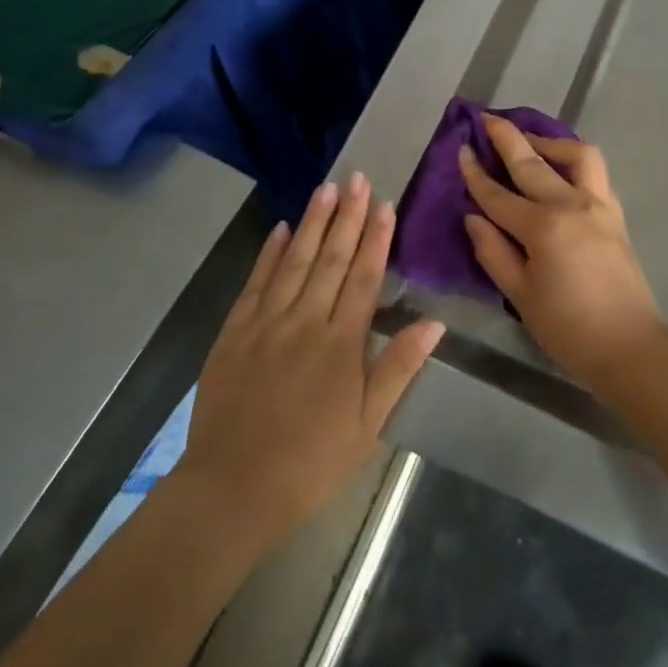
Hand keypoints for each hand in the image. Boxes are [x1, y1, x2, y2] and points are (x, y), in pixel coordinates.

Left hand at [177, 174, 442, 548]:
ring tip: (327, 188)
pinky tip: (281, 229)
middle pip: (331, 259)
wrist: (233, 488)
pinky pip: (256, 283)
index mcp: (341, 344)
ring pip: (295, 261)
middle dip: (348, 216)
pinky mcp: (234, 332)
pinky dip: (269, 253)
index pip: (364, 278)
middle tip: (358, 178)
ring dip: (313, 223)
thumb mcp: (366, 425)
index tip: (385, 204)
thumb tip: (433, 323)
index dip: (376, 238)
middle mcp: (304, 322)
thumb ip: (397, 368)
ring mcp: (265, 323)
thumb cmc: (311, 462)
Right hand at [459, 114, 667, 392]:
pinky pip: (595, 173)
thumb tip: (473, 217)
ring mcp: (599, 206)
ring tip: (530, 142)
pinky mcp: (615, 214)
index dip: (475, 173)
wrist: (630, 348)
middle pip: (533, 162)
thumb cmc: (568, 328)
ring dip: (550, 141)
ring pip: (577, 155)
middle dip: (506, 137)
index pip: (498, 195)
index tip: (460, 149)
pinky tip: (561, 168)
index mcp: (543, 228)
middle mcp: (572, 205)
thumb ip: (493, 252)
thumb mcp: (520, 295)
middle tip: (487, 118)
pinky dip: (574, 160)